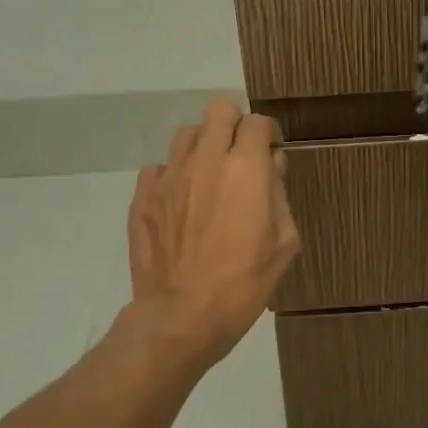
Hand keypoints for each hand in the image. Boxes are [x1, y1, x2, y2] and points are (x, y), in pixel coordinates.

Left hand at [126, 99, 299, 371]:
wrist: (182, 316)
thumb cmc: (244, 283)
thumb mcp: (284, 243)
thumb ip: (279, 195)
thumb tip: (272, 166)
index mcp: (245, 168)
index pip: (257, 122)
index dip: (269, 133)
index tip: (271, 152)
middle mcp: (206, 160)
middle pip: (219, 110)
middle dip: (234, 125)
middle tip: (240, 155)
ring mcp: (169, 176)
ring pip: (186, 133)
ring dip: (203, 146)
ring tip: (208, 176)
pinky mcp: (142, 196)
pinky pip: (159, 168)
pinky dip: (173, 176)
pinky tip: (180, 202)